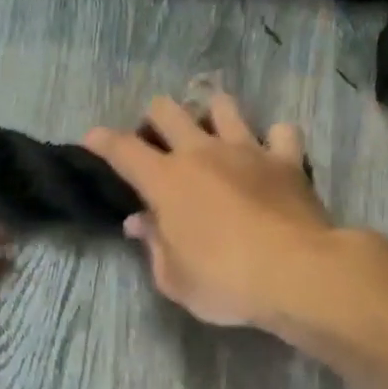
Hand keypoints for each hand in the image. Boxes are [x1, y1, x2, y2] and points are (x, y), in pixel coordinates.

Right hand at [83, 93, 334, 327]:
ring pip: (223, 106)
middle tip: (158, 140)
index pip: (123, 150)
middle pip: (168, 111)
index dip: (102, 141)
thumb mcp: (174, 278)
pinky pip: (281, 132)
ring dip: (212, 115)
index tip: (92, 138)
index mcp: (166, 181)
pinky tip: (271, 153)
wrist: (295, 273)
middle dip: (155, 118)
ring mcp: (248, 150)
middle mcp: (202, 153)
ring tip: (213, 134)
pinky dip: (274, 139)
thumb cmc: (224, 282)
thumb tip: (140, 222)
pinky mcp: (287, 160)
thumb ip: (153, 245)